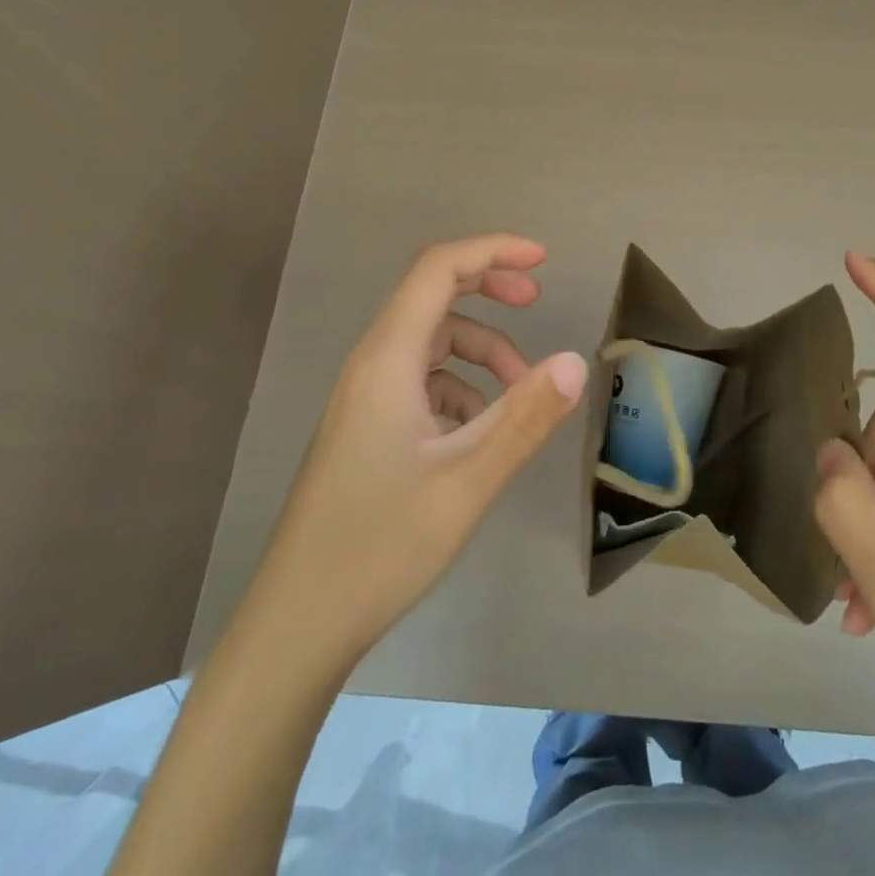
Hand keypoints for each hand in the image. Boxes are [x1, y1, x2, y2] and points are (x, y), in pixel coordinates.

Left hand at [260, 233, 586, 664]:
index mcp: (387, 359)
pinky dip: (461, 389)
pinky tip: (480, 434)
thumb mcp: (468, 480)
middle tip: (536, 301)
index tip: (542, 260)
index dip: (491, 251)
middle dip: (488, 289)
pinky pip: (422, 383)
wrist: (298, 625)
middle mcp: (372, 365)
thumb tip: (576, 362)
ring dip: (482, 354)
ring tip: (521, 394)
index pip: (438, 269)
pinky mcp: (367, 429)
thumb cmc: (380, 546)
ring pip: (432, 345)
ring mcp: (365, 398)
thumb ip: (525, 417)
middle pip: (433, 296)